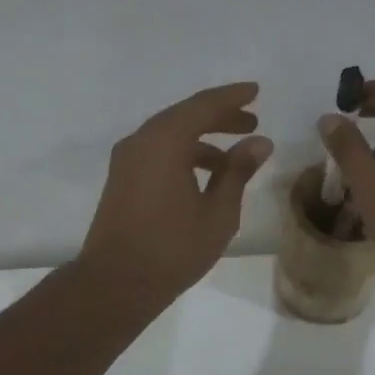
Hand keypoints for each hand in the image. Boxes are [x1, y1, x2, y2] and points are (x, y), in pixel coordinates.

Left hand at [79, 81, 272, 311]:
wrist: (115, 283)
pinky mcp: (121, 179)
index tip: (255, 91)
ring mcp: (126, 160)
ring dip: (202, 139)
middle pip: (185, 116)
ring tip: (234, 156)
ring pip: (170, 135)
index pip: (204, 105)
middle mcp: (141, 140)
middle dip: (220, 117)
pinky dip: (183, 154)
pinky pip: (157, 152)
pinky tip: (204, 175)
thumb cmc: (172, 248)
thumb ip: (238, 171)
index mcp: (165, 140)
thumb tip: (259, 142)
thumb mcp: (218, 212)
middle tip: (251, 122)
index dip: (232, 97)